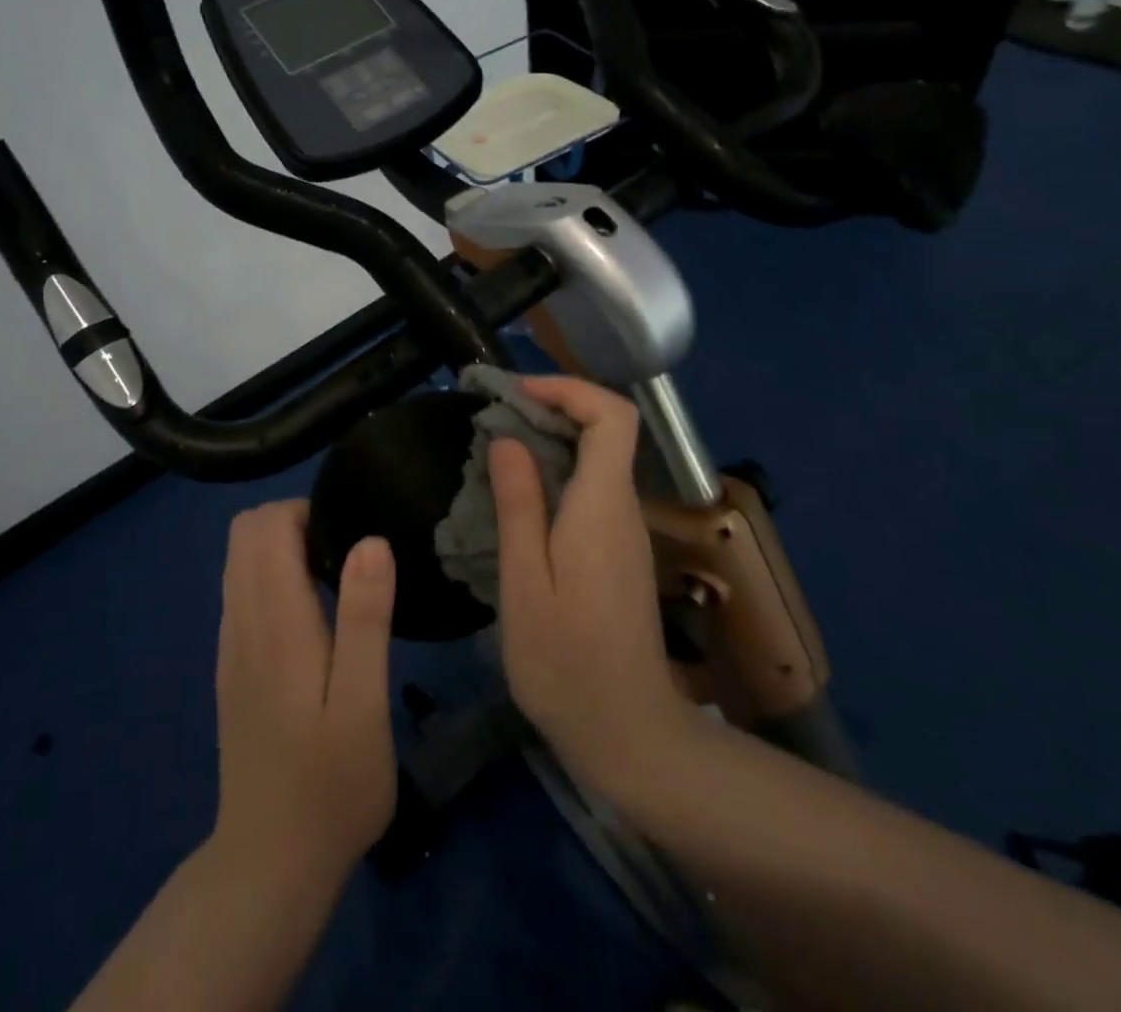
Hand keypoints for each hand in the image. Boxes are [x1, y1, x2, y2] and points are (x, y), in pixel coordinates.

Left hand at [211, 500, 397, 888]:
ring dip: (282, 548)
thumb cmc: (330, 785)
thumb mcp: (363, 704)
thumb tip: (371, 541)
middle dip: (293, 522)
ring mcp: (231, 644)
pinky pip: (241, 590)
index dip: (307, 512)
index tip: (351, 536)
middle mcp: (242, 621)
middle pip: (245, 532)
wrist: (270, 862)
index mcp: (275, 622)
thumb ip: (364, 618)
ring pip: (240, 559)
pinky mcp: (232, 665)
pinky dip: (271, 577)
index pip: (265, 525)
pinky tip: (312, 617)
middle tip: (345, 557)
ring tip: (335, 582)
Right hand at [490, 376, 694, 797]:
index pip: (613, 416)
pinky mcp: (618, 552)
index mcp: (603, 507)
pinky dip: (557, 470)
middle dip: (552, 406)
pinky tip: (518, 493)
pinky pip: (592, 488)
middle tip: (492, 414)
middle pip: (606, 429)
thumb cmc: (566, 662)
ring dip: (551, 438)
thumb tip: (508, 439)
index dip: (569, 388)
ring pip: (598, 458)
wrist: (628, 734)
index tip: (516, 392)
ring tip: (495, 446)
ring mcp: (626, 531)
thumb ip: (519, 505)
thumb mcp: (525, 583)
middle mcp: (624, 509)